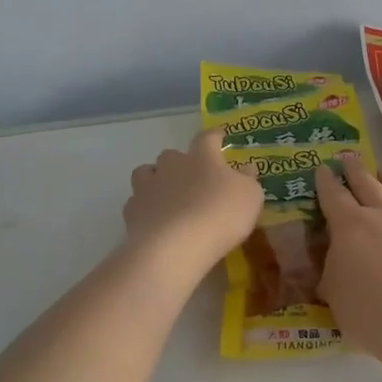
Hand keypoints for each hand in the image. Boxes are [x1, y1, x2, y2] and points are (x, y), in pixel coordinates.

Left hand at [123, 128, 265, 279]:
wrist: (174, 246)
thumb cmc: (220, 215)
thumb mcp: (250, 197)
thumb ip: (248, 180)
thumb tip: (246, 168)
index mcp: (202, 157)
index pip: (208, 137)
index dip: (215, 136)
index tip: (220, 135)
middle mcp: (171, 165)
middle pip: (171, 155)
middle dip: (180, 163)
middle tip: (192, 178)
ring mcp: (147, 187)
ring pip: (146, 173)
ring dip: (156, 180)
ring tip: (166, 195)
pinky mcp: (132, 211)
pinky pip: (137, 202)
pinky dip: (145, 208)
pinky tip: (154, 220)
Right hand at [316, 153, 381, 368]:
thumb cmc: (371, 313)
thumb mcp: (335, 295)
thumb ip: (332, 273)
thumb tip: (333, 264)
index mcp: (349, 226)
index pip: (333, 195)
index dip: (326, 182)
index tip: (323, 168)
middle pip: (367, 184)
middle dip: (355, 170)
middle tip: (349, 156)